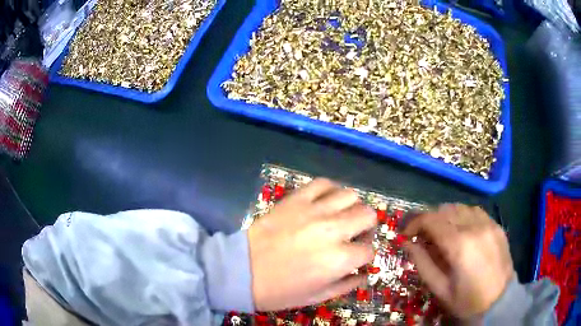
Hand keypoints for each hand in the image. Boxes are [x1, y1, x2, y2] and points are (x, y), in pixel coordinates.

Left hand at [248, 178, 376, 310]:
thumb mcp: (316, 296)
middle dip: (367, 227)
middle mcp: (332, 231)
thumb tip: (364, 274)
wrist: (241, 271)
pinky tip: (326, 201)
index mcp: (339, 260)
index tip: (358, 257)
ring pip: (350, 195)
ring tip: (342, 216)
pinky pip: (322, 183)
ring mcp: (314, 211)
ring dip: (352, 206)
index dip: (366, 255)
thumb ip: (346, 285)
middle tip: (356, 234)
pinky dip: (330, 190)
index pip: (368, 250)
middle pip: (367, 215)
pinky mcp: (296, 199)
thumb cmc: (278, 291)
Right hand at [400, 204, 513, 318]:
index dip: (415, 223)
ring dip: (446, 216)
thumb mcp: (440, 289)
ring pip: (460, 207)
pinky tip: (461, 230)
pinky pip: (475, 211)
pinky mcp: (496, 225)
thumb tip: (407, 244)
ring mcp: (488, 223)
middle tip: (423, 236)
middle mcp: (474, 227)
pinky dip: (462, 216)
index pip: (431, 220)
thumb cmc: (468, 300)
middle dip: (429, 220)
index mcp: (459, 245)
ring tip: (442, 233)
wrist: (501, 300)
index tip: (406, 234)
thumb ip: (423, 264)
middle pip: (445, 209)